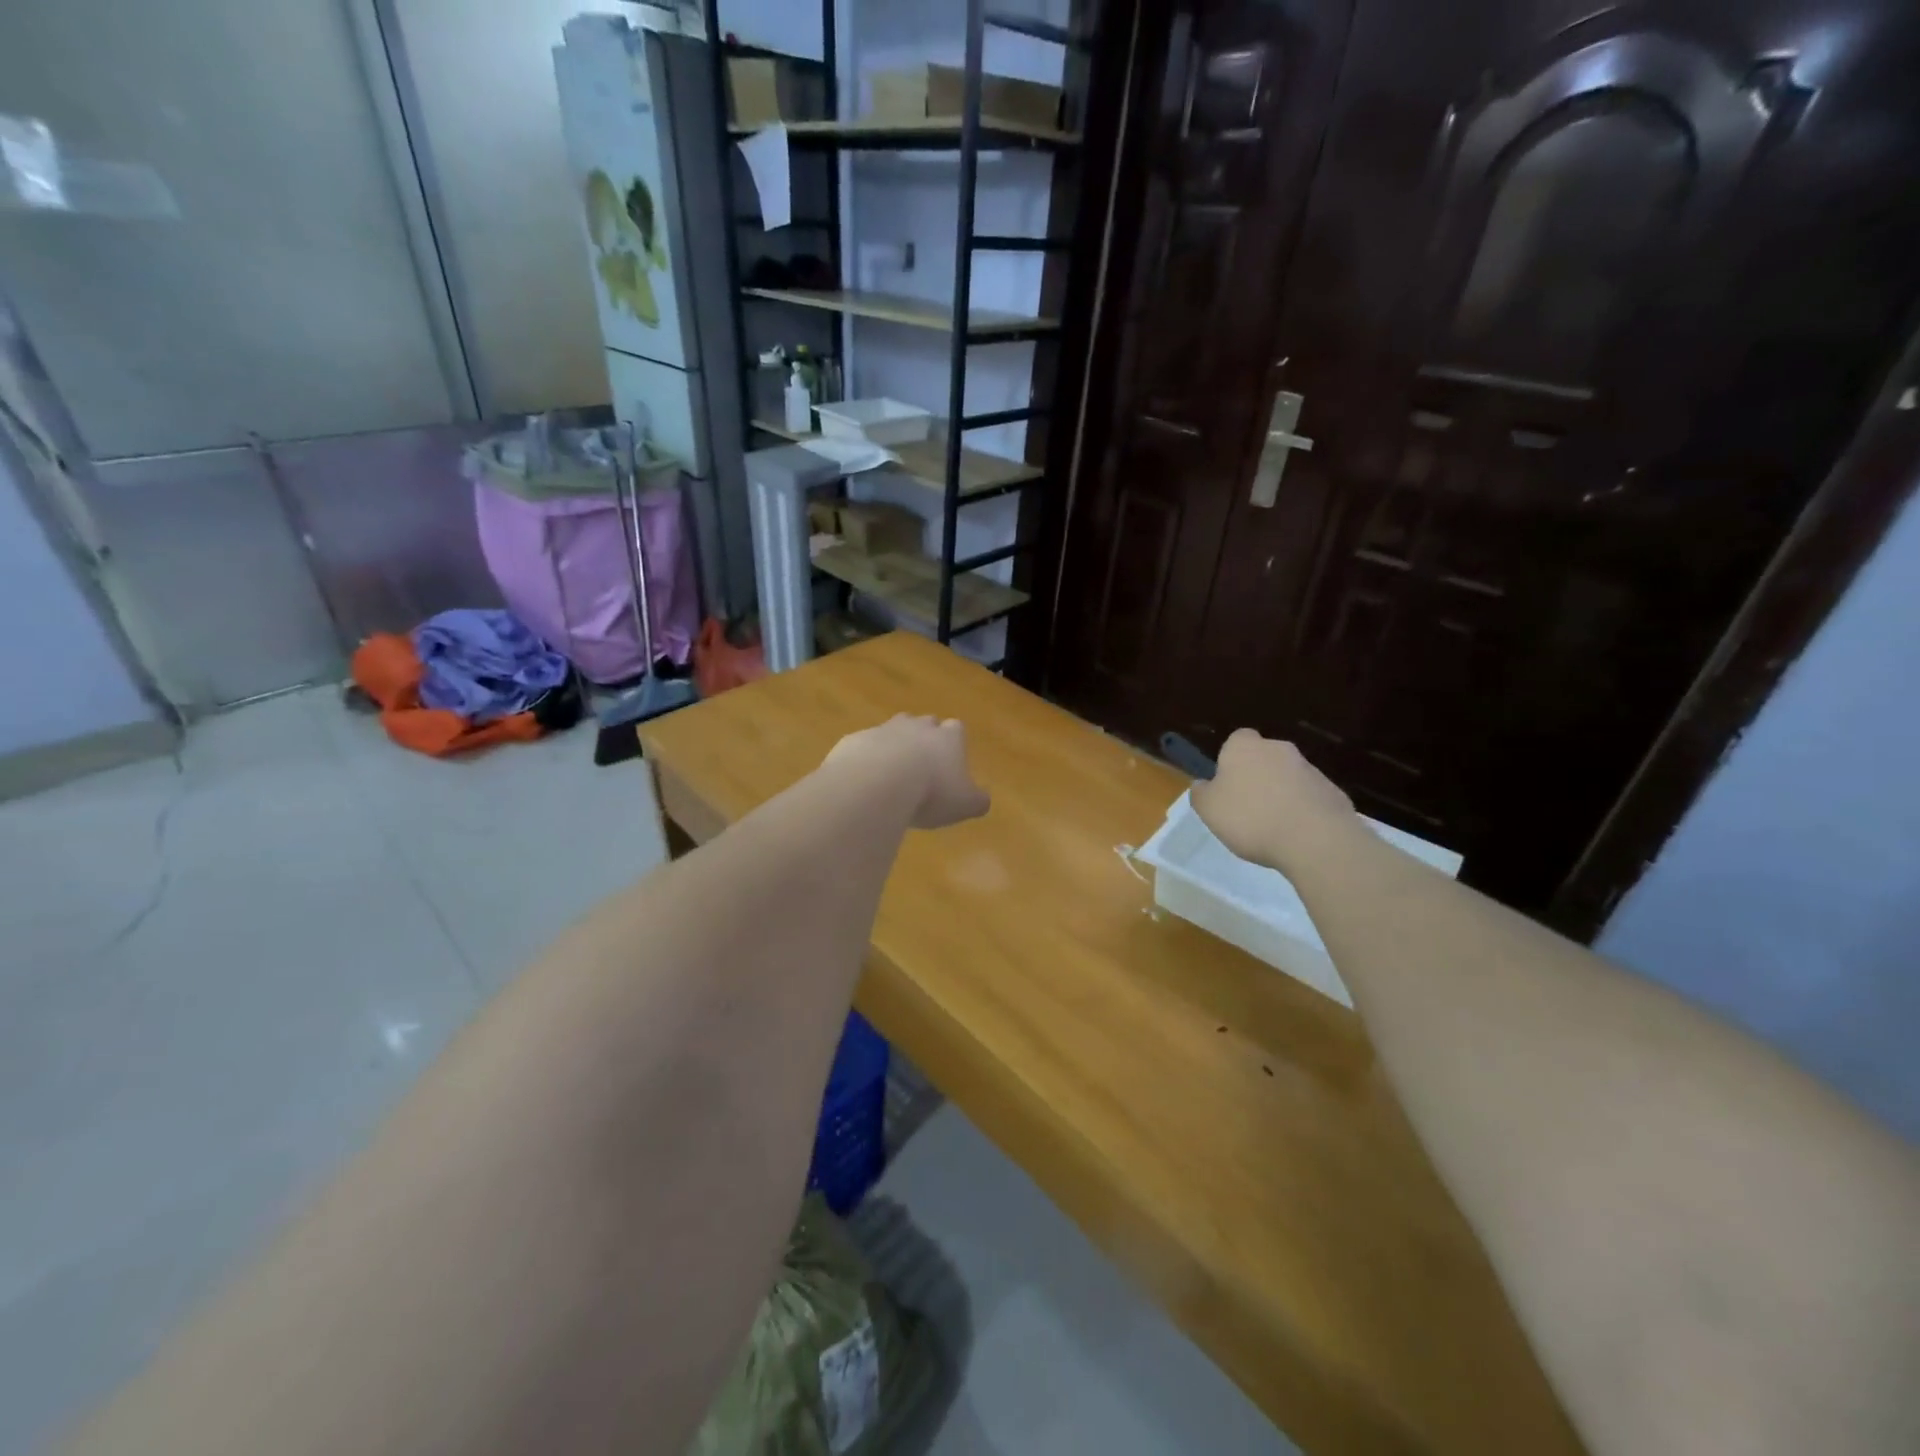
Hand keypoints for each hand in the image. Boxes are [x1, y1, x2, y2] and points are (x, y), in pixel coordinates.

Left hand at [824, 715, 989, 829]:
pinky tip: (865, 783)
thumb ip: (977, 800)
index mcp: (948, 737)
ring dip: (893, 748)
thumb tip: (982, 800)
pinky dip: (866, 760)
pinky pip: (863, 747)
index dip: (954, 744)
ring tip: (892, 775)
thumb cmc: (931, 792)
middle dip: (924, 740)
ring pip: (892, 731)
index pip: (956, 730)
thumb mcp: (965, 804)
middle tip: (922, 766)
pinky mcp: (855, 741)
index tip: (951, 762)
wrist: (877, 782)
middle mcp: (917, 727)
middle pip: (924, 724)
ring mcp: (883, 730)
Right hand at [1190, 729, 1356, 871]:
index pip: (1235, 740)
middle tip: (1247, 808)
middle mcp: (1278, 748)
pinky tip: (1296, 834)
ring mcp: (1309, 768)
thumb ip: (1201, 793)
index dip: (1229, 761)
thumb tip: (1203, 784)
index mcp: (1244, 747)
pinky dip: (1302, 810)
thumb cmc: (1250, 818)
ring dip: (1280, 794)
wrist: (1315, 839)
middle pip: (1263, 757)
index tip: (1226, 786)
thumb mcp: (1208, 809)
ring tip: (1273, 827)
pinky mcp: (1332, 791)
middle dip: (1257, 777)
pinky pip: (1309, 797)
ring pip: (1287, 777)